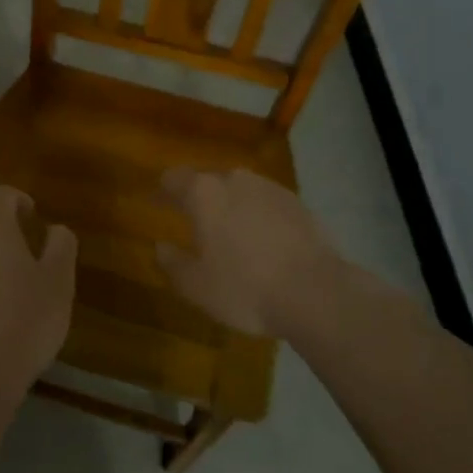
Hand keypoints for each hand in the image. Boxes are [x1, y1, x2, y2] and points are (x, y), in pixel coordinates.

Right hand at [156, 168, 340, 337]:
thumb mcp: (196, 286)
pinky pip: (267, 204)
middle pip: (209, 181)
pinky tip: (263, 242)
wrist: (316, 293)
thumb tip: (161, 247)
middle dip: (199, 198)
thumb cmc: (245, 288)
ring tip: (231, 232)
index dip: (163, 190)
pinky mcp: (299, 204)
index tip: (156, 202)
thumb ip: (173, 263)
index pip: (174, 178)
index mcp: (204, 194)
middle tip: (194, 221)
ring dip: (232, 206)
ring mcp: (271, 189)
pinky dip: (259, 216)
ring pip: (241, 191)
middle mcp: (236, 181)